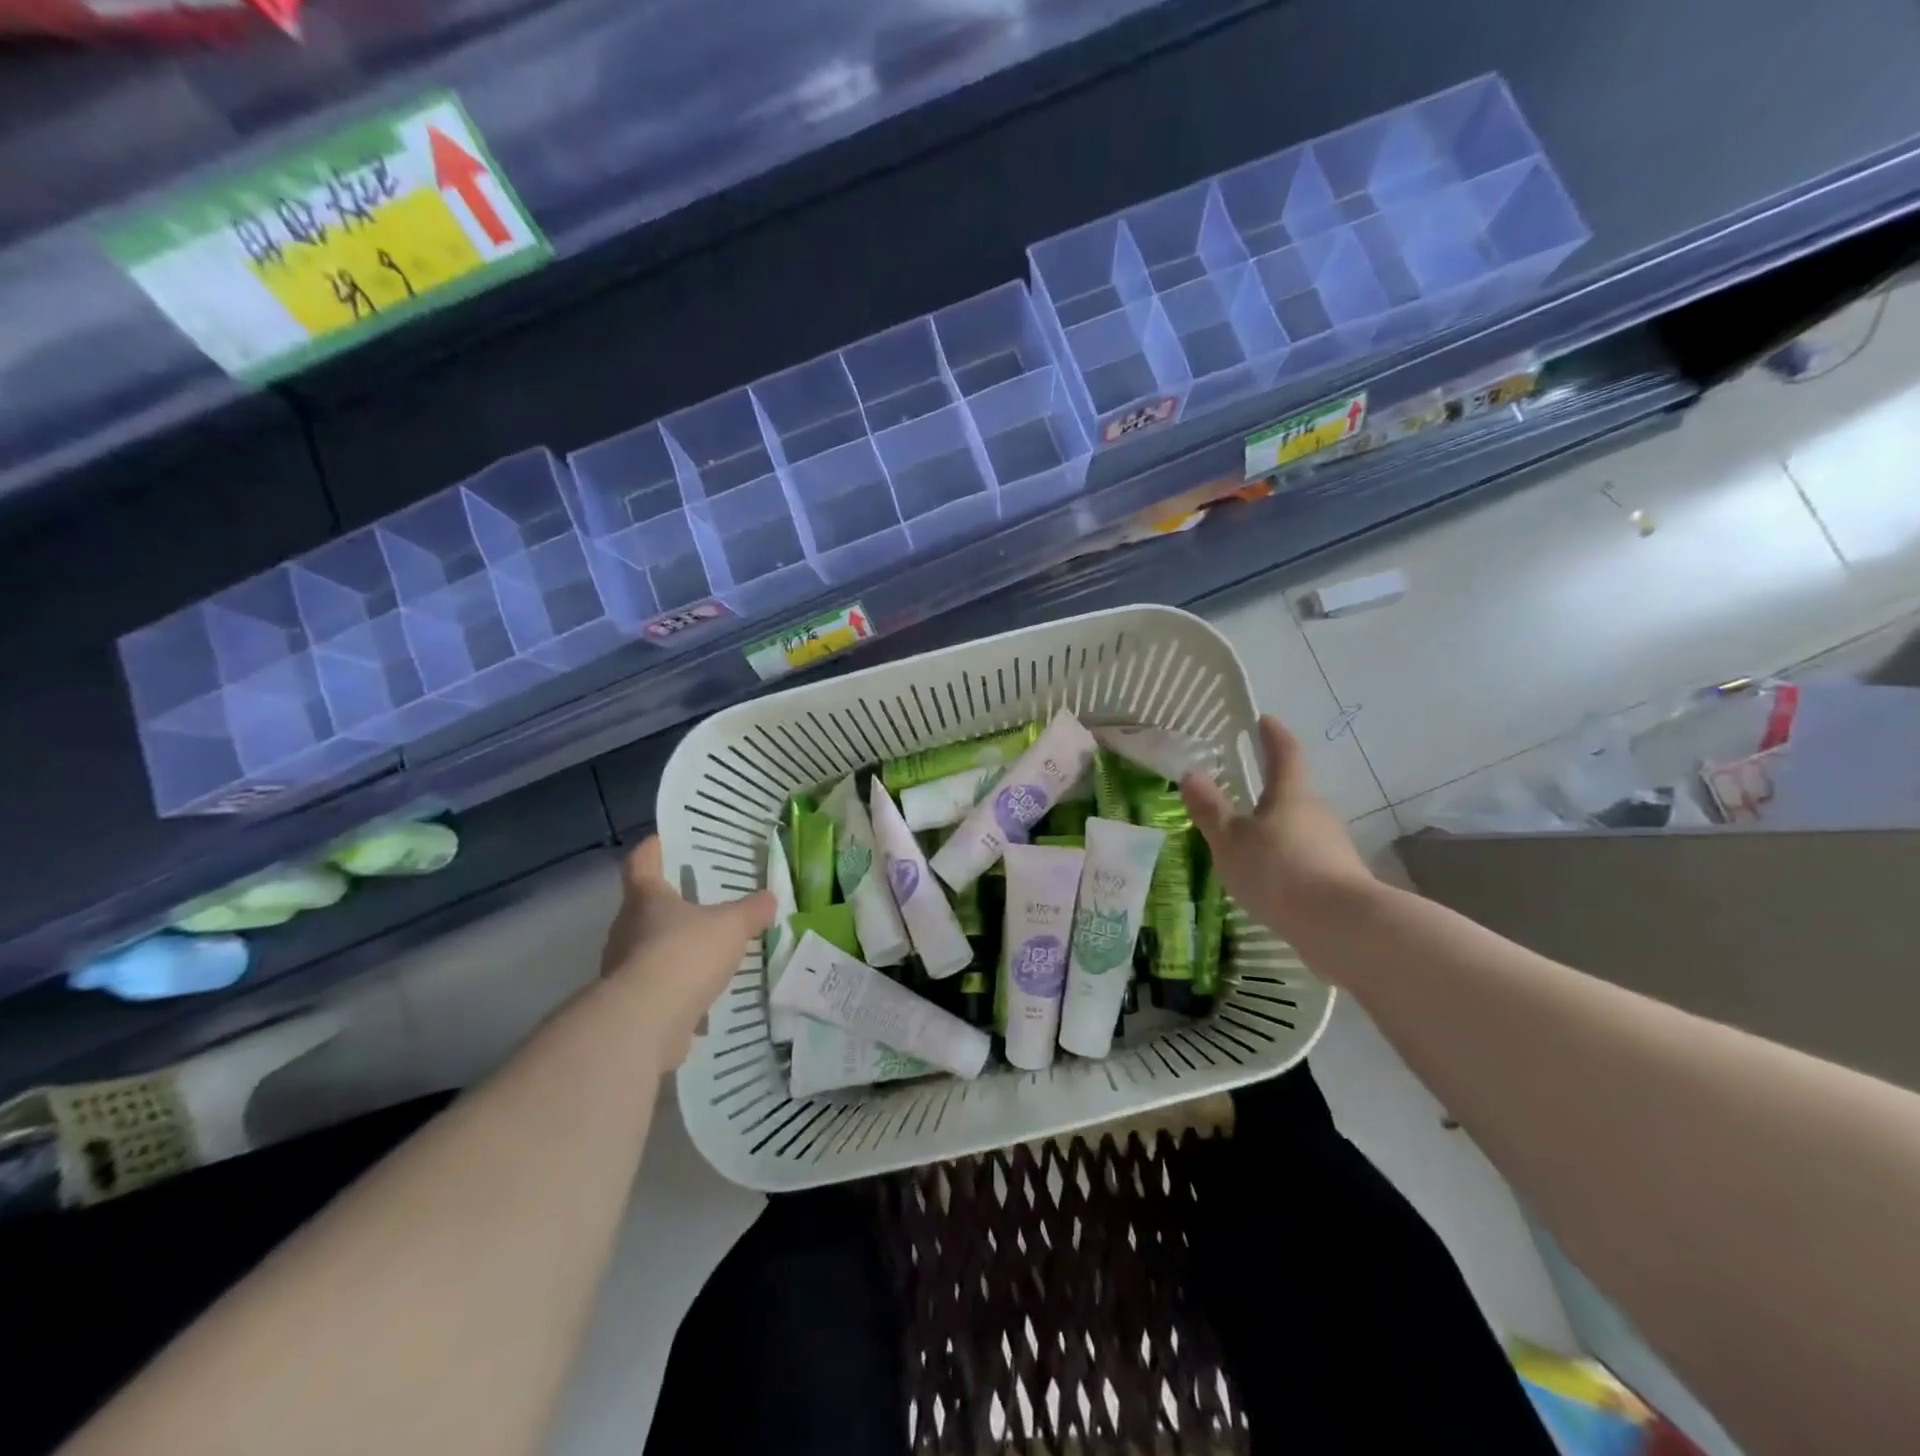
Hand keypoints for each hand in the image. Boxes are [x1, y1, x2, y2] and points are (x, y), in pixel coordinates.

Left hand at [599, 837, 775, 1069]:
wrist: (646, 1022)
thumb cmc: (685, 954)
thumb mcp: (731, 925)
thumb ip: (751, 911)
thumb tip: (769, 898)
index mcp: (646, 897)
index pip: (641, 861)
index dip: (653, 849)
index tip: (664, 841)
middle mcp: (627, 927)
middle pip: (645, 906)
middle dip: (672, 903)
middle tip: (704, 900)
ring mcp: (624, 967)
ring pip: (650, 947)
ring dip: (675, 947)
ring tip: (709, 949)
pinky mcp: (631, 1002)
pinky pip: (657, 984)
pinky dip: (677, 984)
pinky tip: (703, 990)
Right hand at [1181, 716, 1375, 944]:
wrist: (1342, 927)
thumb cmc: (1279, 871)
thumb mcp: (1231, 841)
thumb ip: (1211, 809)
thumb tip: (1191, 773)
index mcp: (1291, 796)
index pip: (1285, 754)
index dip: (1273, 735)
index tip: (1264, 720)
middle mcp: (1317, 814)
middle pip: (1293, 795)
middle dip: (1270, 794)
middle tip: (1242, 799)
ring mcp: (1333, 847)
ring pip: (1300, 830)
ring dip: (1276, 832)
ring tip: (1248, 848)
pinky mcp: (1340, 879)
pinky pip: (1307, 860)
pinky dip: (1287, 862)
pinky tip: (1270, 883)